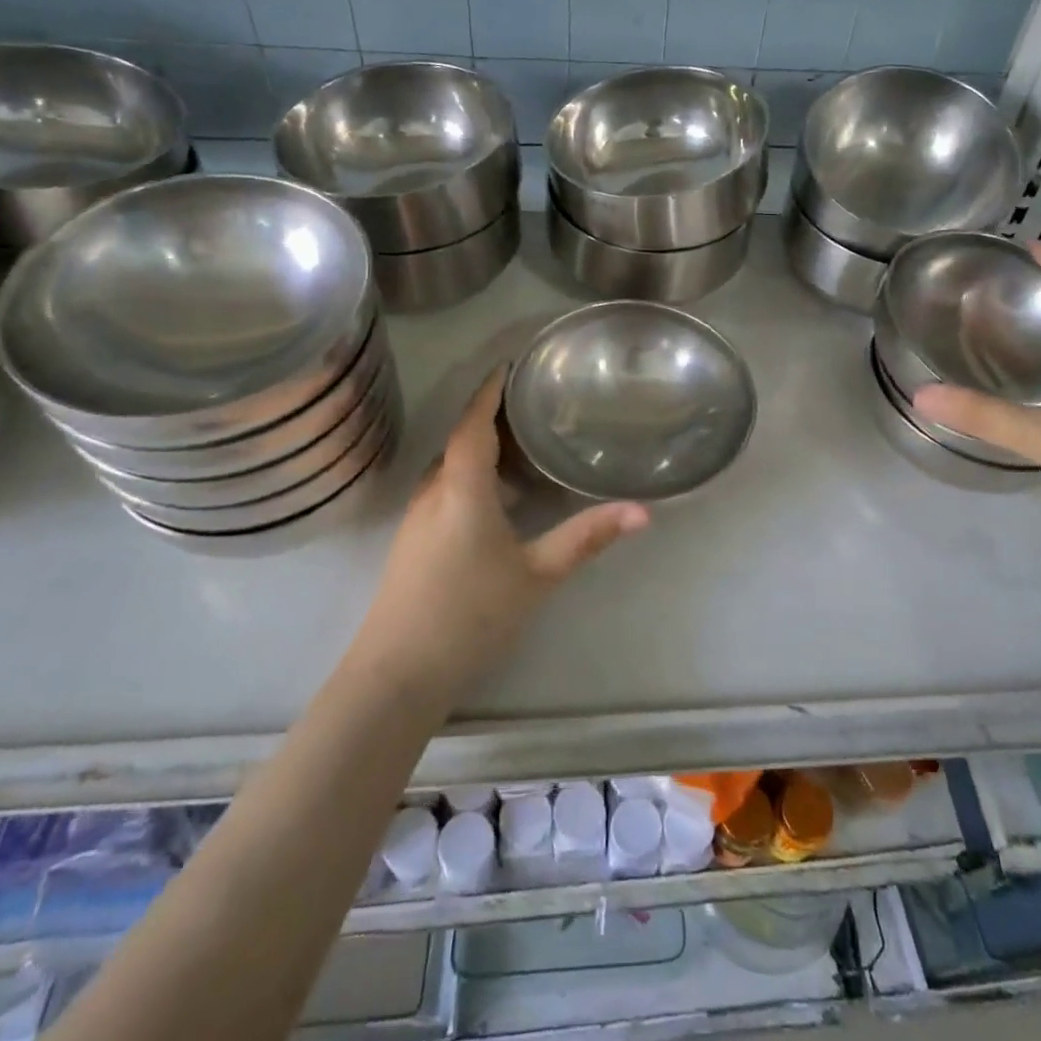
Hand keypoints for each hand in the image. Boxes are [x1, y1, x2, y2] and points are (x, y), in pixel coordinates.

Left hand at [363, 369, 648, 691]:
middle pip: (461, 439)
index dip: (490, 390)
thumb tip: (643, 511)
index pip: (474, 423)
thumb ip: (587, 538)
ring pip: (450, 466)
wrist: (397, 674)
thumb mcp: (538, 575)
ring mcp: (417, 519)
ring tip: (520, 441)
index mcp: (462, 487)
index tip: (511, 365)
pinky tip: (495, 495)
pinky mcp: (412, 543)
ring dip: (480, 446)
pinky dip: (470, 474)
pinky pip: (445, 488)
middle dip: (491, 415)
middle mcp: (434, 492)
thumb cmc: (470, 615)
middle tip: (531, 402)